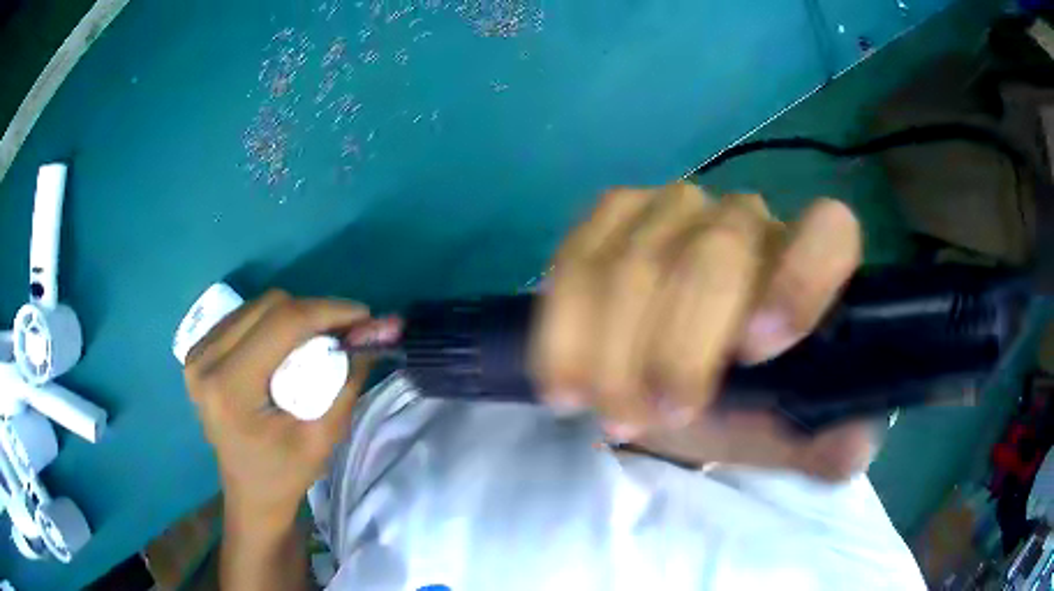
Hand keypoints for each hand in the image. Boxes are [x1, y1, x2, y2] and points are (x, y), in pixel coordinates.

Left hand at [183, 291, 378, 527]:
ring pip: (257, 306)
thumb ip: (348, 381)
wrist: (249, 493)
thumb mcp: (323, 437)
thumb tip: (374, 332)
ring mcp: (197, 353)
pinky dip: (274, 323)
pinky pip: (244, 316)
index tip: (364, 315)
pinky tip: (288, 346)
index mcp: (229, 388)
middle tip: (343, 333)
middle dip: (314, 313)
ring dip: (295, 316)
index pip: (282, 324)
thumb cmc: (285, 474)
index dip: (328, 311)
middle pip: (269, 306)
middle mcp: (205, 361)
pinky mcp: (199, 351)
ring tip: (318, 341)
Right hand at [531, 184, 871, 479]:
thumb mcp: (781, 436)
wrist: (665, 379)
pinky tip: (562, 384)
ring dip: (611, 352)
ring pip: (636, 261)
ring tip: (603, 413)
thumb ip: (823, 445)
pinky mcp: (612, 214)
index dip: (799, 281)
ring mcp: (674, 207)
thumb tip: (854, 444)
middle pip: (715, 253)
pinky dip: (563, 328)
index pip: (829, 231)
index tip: (751, 353)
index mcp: (807, 264)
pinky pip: (577, 259)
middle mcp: (746, 219)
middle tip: (645, 419)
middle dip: (675, 349)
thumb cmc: (738, 402)